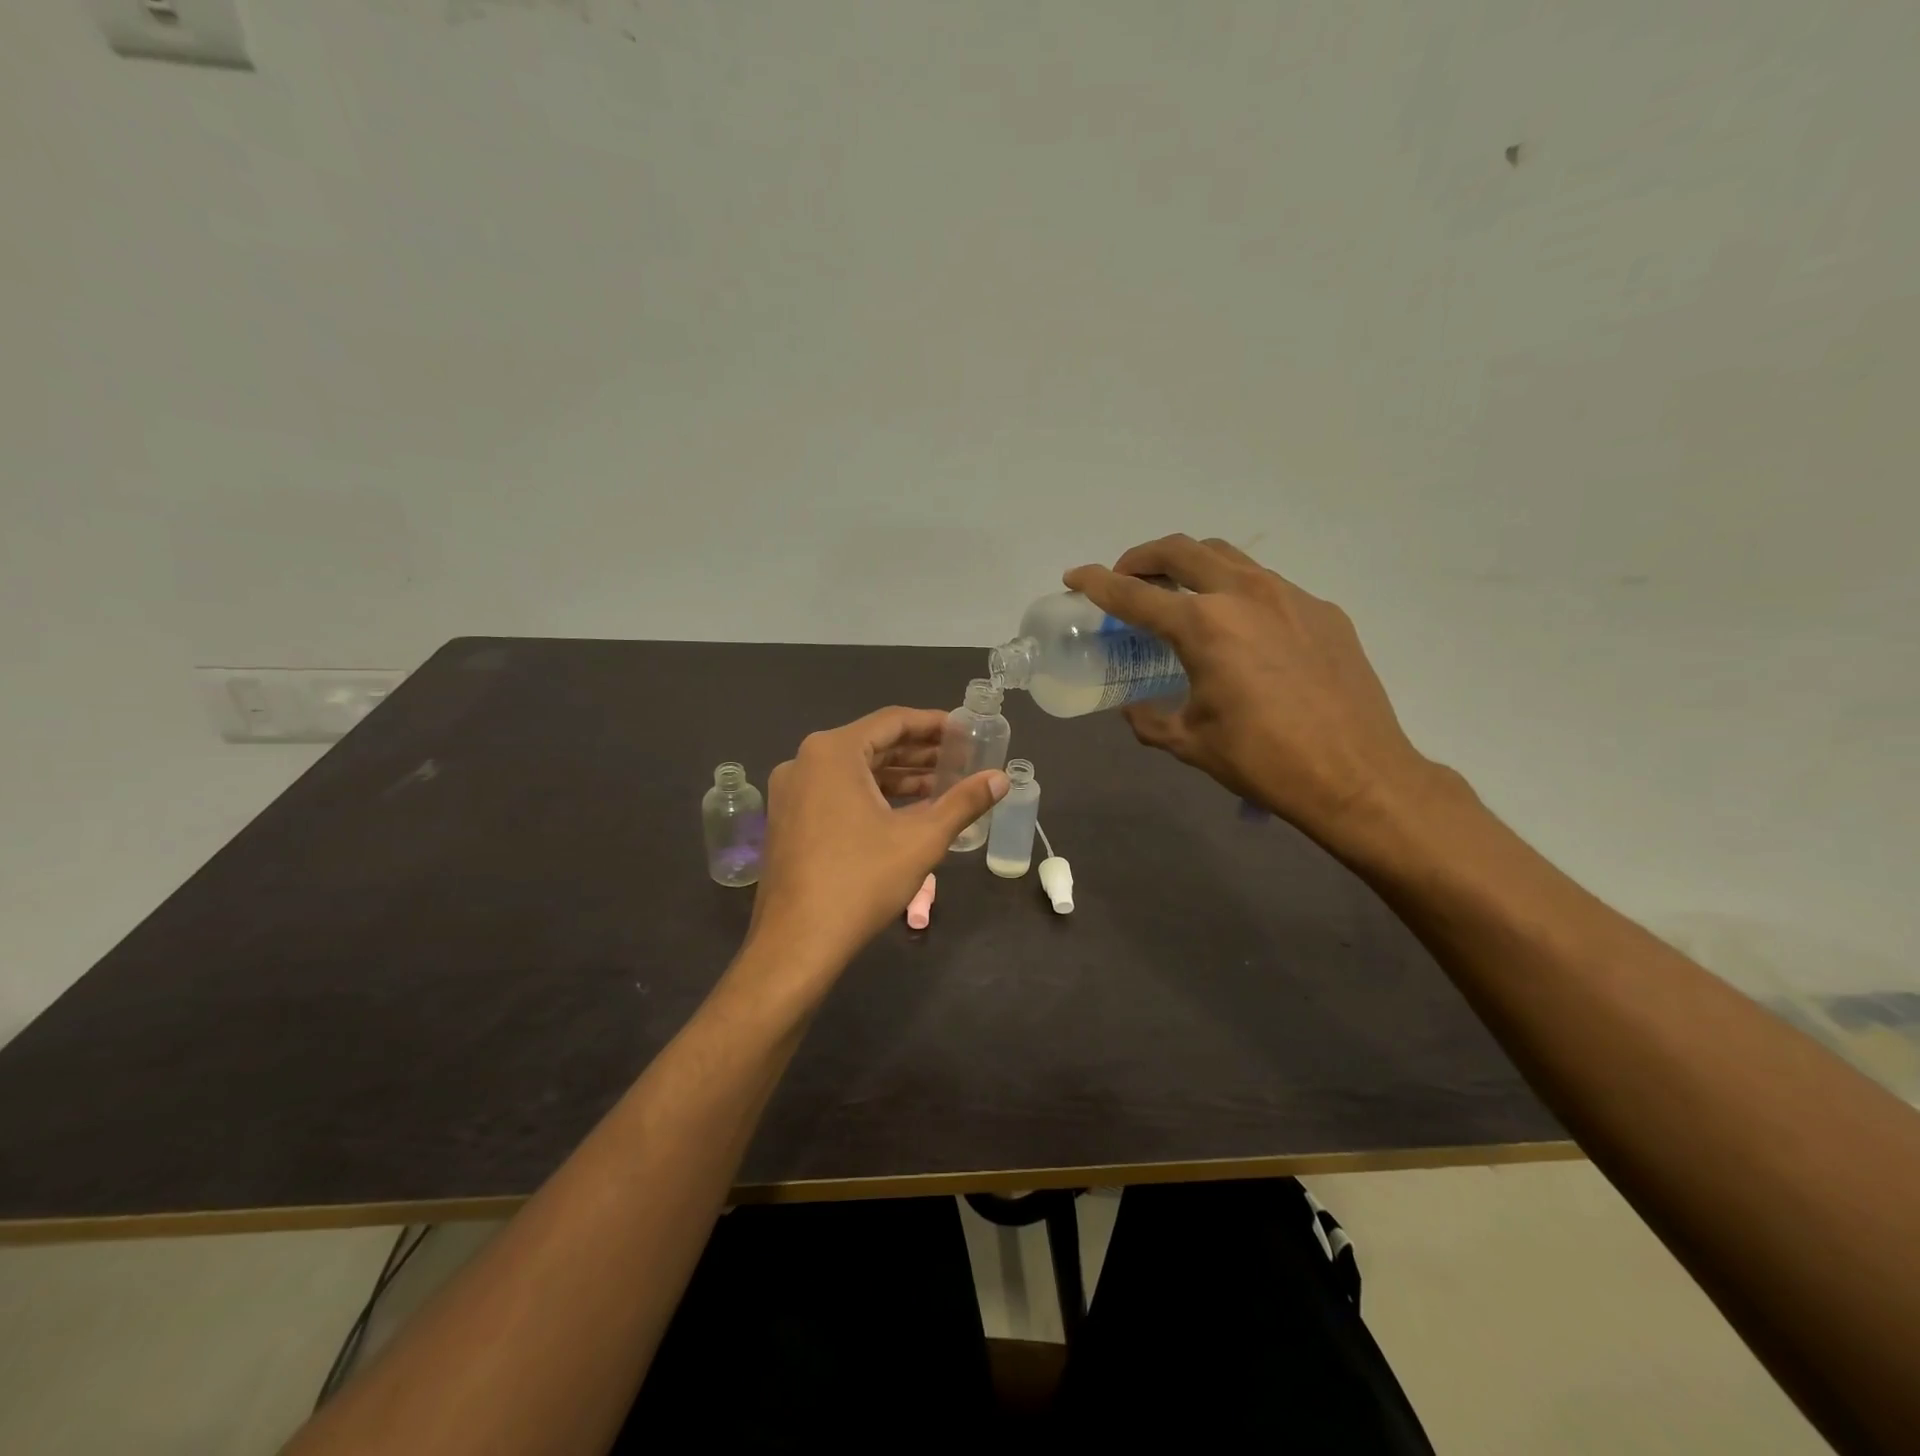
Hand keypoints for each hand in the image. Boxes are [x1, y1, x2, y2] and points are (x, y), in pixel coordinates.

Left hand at [743, 707, 1008, 989]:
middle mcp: (805, 761)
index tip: (967, 731)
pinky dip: (872, 795)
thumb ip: (964, 802)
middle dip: (919, 753)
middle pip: (872, 744)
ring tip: (942, 786)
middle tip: (961, 760)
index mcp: (833, 752)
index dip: (935, 724)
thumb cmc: (861, 881)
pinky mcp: (789, 819)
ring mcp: (791, 792)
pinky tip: (906, 811)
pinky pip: (837, 792)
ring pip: (854, 771)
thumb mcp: (922, 838)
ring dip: (898, 776)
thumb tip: (1001, 778)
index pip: (892, 721)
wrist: (796, 943)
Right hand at [1064, 535, 1441, 852]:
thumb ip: (1149, 719)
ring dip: (1191, 566)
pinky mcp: (1322, 611)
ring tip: (1178, 593)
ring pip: (1227, 558)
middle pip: (1181, 551)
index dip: (1096, 583)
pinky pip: (1267, 586)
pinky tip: (1240, 630)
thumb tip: (1133, 708)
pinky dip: (1235, 593)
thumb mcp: (1189, 743)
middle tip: (1127, 578)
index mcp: (1205, 627)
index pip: (1134, 593)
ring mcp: (1290, 597)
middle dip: (1143, 557)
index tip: (1075, 577)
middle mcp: (1245, 595)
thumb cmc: (1263, 761)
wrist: (1357, 775)